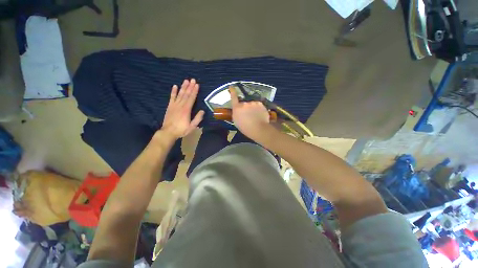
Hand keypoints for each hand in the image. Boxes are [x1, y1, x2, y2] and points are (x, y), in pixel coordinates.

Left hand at [161, 79, 203, 138]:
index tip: (197, 85)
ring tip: (186, 80)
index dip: (194, 91)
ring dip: (183, 87)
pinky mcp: (170, 106)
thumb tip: (202, 111)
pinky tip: (175, 86)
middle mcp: (180, 105)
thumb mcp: (192, 127)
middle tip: (193, 79)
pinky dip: (173, 91)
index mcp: (186, 110)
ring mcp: (174, 105)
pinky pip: (172, 97)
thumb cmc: (182, 130)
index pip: (191, 98)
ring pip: (180, 94)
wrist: (168, 132)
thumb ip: (197, 119)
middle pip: (186, 94)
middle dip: (190, 87)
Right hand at [230, 87, 272, 140]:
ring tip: (255, 116)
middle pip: (244, 103)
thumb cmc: (245, 128)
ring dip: (252, 108)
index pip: (233, 97)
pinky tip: (259, 115)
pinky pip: (258, 105)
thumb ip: (236, 113)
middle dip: (245, 108)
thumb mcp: (236, 121)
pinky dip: (258, 109)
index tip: (231, 86)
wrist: (259, 129)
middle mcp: (244, 103)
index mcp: (237, 108)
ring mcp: (253, 103)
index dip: (232, 91)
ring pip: (252, 104)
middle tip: (248, 115)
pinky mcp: (260, 104)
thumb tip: (238, 110)